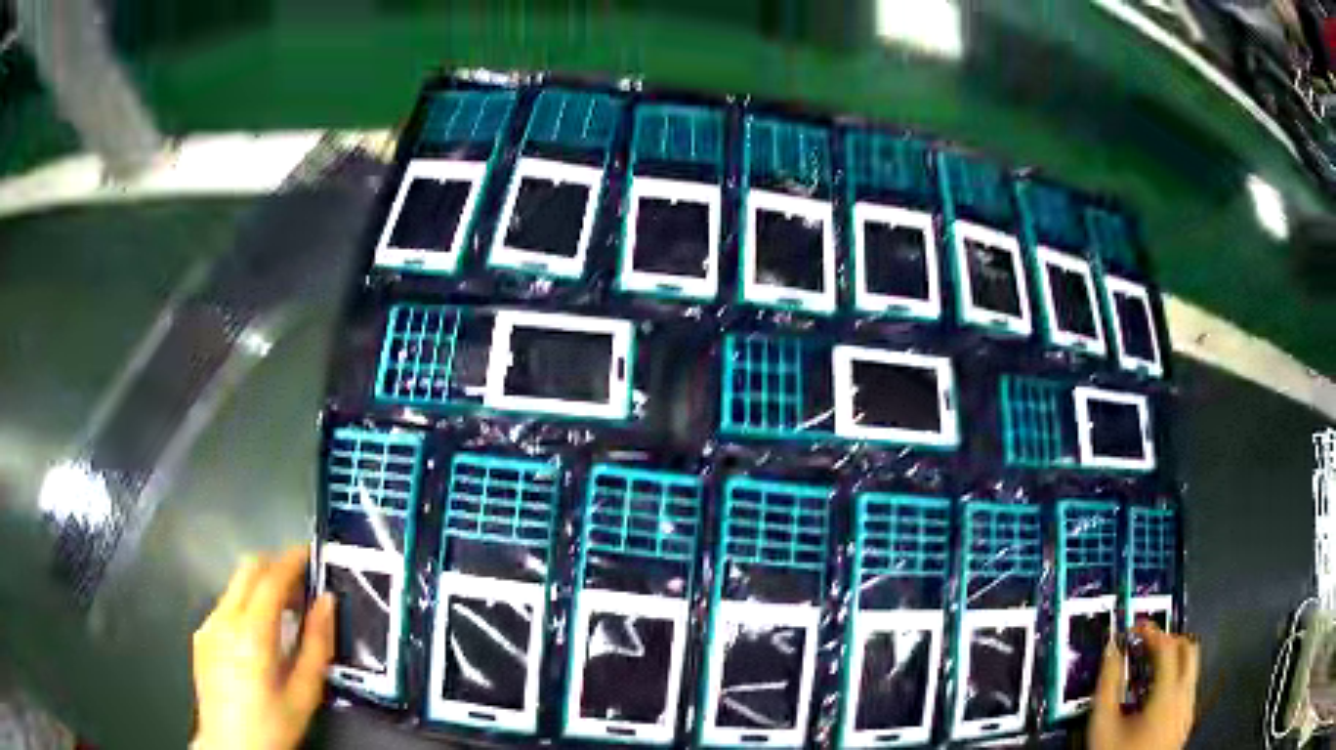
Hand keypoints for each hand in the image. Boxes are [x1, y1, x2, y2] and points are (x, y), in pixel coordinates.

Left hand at [192, 546, 335, 749]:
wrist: (230, 747)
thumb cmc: (273, 725)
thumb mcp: (305, 694)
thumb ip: (317, 645)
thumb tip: (327, 603)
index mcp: (251, 633)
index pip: (270, 578)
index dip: (292, 560)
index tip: (311, 554)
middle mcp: (224, 619)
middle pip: (248, 569)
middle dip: (275, 566)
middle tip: (301, 584)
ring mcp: (208, 625)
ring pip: (235, 586)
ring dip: (260, 587)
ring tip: (284, 614)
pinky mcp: (201, 636)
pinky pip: (225, 606)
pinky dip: (245, 606)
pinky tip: (257, 638)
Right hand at [1089, 621, 1199, 749]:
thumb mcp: (1103, 725)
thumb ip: (1108, 684)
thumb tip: (1112, 650)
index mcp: (1168, 694)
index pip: (1167, 647)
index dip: (1152, 632)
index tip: (1135, 629)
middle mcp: (1186, 697)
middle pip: (1189, 649)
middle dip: (1169, 640)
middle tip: (1147, 644)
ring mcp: (1189, 711)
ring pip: (1192, 669)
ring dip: (1174, 660)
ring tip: (1151, 669)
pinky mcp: (1186, 724)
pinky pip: (1189, 689)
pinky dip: (1176, 681)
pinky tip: (1157, 697)